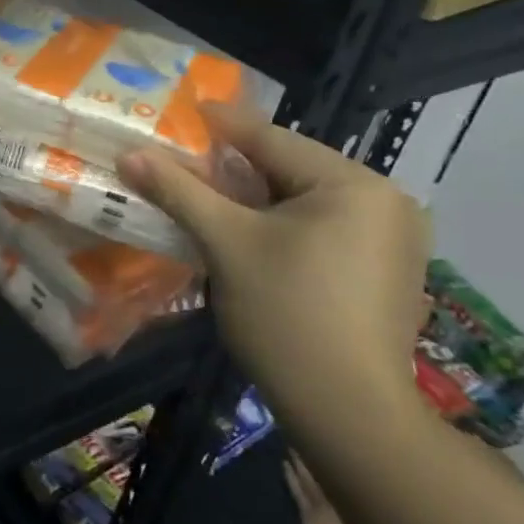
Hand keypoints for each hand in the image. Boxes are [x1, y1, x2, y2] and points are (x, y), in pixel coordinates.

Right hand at [118, 103, 428, 431]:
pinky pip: (322, 228)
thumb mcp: (225, 243)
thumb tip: (129, 155)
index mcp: (355, 185)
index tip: (184, 109)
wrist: (349, 414)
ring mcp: (393, 240)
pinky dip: (281, 224)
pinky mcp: (386, 271)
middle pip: (290, 168)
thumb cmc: (286, 314)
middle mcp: (387, 202)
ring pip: (304, 200)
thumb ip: (179, 190)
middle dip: (235, 166)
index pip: (273, 140)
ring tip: (207, 194)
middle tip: (185, 160)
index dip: (221, 124)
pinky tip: (248, 234)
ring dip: (255, 197)